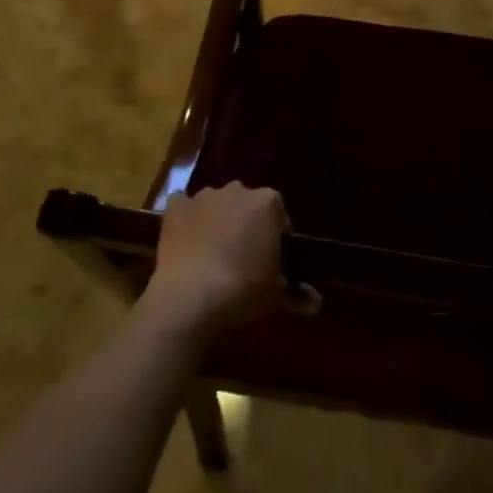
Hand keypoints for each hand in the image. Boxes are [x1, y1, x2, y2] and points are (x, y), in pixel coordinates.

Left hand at [137, 183, 288, 341]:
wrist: (190, 298)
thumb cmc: (243, 291)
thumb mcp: (276, 296)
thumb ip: (298, 293)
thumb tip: (316, 302)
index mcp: (269, 203)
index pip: (279, 215)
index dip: (276, 236)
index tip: (271, 259)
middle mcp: (238, 190)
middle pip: (247, 205)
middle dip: (246, 224)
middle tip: (243, 257)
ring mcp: (204, 196)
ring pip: (216, 204)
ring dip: (217, 220)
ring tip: (212, 253)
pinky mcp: (176, 207)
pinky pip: (183, 205)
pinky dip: (186, 218)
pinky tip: (185, 239)